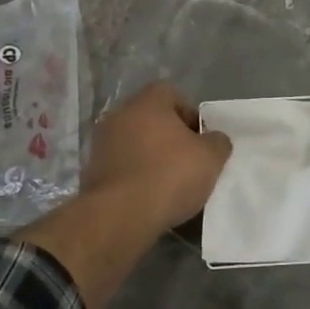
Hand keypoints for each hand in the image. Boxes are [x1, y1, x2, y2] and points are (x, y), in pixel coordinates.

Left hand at [82, 82, 232, 233]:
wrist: (120, 215)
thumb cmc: (169, 175)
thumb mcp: (210, 158)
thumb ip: (217, 142)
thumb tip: (214, 139)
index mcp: (148, 102)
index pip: (171, 94)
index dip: (190, 114)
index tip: (200, 139)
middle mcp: (120, 114)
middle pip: (151, 119)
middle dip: (170, 137)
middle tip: (188, 161)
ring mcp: (102, 142)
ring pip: (135, 143)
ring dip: (151, 157)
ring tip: (169, 183)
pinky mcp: (92, 170)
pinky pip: (122, 166)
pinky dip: (135, 176)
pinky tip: (149, 197)